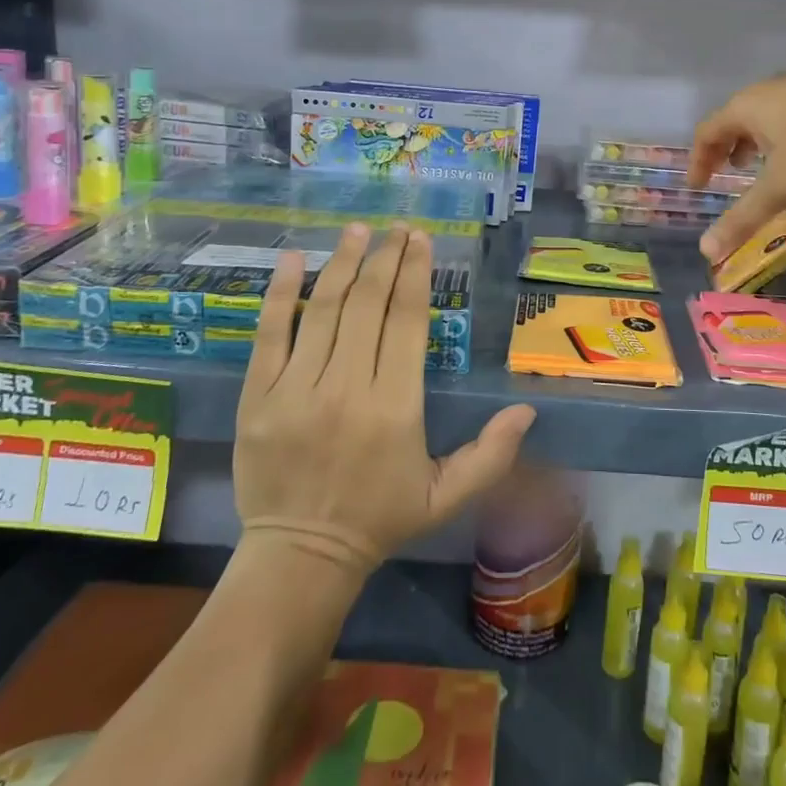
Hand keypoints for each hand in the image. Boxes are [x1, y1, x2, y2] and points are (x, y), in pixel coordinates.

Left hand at [233, 222, 534, 573]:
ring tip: (359, 231)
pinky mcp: (257, 397)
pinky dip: (281, 293)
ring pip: (322, 310)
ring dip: (343, 263)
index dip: (416, 274)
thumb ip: (490, 454)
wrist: (299, 556)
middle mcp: (346, 388)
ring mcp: (295, 390)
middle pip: (367, 305)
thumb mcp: (446, 496)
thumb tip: (528, 410)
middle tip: (397, 228)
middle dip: (386, 259)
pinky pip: (269, 334)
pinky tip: (295, 258)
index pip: (407, 322)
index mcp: (395, 407)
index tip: (421, 240)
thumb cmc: (380, 519)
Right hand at [690, 68, 785, 259]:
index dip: (698, 160)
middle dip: (725, 149)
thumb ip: (743, 218)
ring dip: (754, 140)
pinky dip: (781, 133)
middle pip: (732, 119)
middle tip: (727, 174)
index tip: (698, 186)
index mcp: (744, 107)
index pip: (706, 132)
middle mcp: (765, 91)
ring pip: (762, 114)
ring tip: (762, 165)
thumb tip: (706, 251)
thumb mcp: (780, 186)